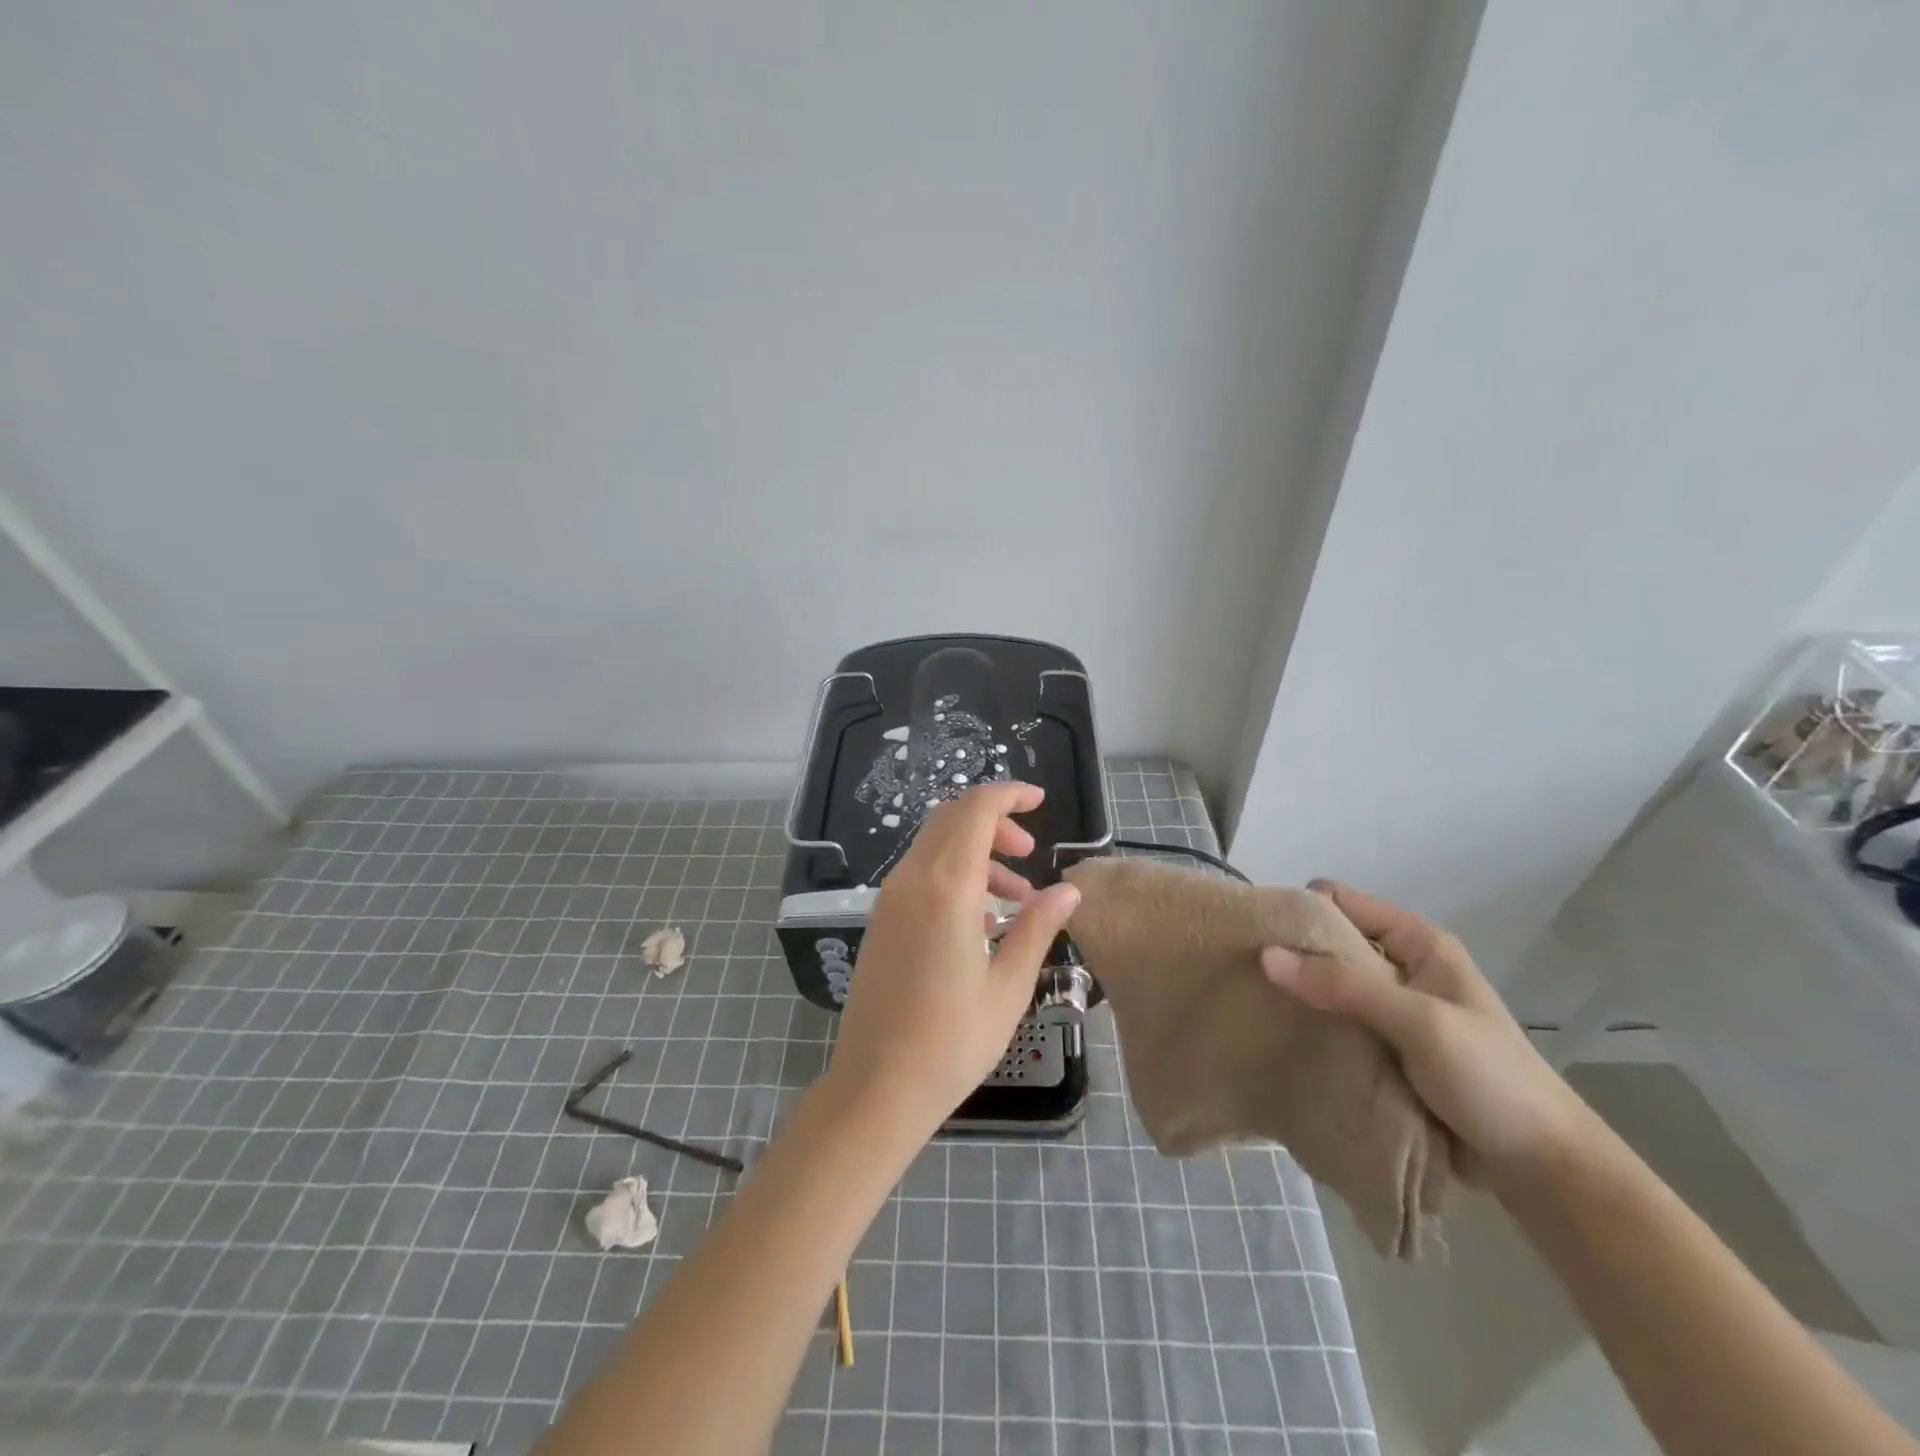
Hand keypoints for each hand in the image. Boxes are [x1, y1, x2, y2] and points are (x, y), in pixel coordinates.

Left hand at [826, 783, 1081, 1136]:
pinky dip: (953, 874)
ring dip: (976, 852)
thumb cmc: (952, 1041)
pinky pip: (920, 874)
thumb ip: (1038, 927)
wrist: (877, 1087)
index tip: (1039, 800)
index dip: (1008, 794)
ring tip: (1017, 897)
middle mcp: (911, 880)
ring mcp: (890, 899)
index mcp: (946, 887)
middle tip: (1030, 853)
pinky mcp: (881, 920)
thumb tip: (1068, 890)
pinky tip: (981, 919)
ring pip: (935, 845)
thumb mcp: (1008, 985)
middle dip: (994, 822)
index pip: (975, 810)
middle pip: (951, 819)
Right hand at [1260, 880, 1599, 1190]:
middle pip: (1330, 943)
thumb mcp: (1420, 1023)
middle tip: (1241, 969)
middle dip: (1290, 954)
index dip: (1301, 909)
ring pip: (1326, 987)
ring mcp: (1389, 1012)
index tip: (1255, 930)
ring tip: (1248, 1002)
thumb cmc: (1491, 1080)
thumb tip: (1265, 955)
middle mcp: (1399, 968)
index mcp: (1417, 944)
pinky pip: (1332, 1026)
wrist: (1542, 1171)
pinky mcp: (1380, 1051)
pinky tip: (1275, 1035)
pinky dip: (1307, 1027)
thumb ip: (1345, 986)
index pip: (1342, 902)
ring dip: (1296, 995)